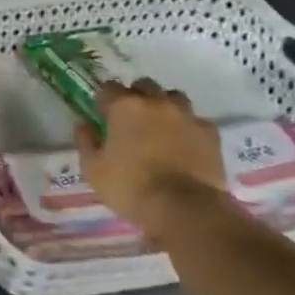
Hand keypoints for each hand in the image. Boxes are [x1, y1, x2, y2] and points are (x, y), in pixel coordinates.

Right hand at [74, 79, 227, 240]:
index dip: (104, 101)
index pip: (109, 88)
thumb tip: (84, 125)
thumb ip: (86, 142)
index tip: (102, 116)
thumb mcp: (93, 169)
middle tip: (131, 120)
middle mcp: (156, 102)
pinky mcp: (210, 133)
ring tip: (160, 128)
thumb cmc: (130, 187)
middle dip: (136, 97)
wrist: (185, 208)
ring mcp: (186, 115)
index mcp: (124, 106)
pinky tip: (184, 144)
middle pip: (144, 86)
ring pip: (173, 98)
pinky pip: (196, 120)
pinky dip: (188, 127)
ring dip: (164, 107)